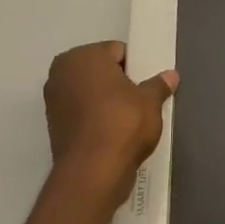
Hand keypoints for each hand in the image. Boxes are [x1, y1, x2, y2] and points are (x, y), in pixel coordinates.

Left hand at [44, 41, 176, 204]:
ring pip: (89, 92)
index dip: (135, 66)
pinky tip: (113, 132)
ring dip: (105, 100)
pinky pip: (82, 112)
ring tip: (128, 119)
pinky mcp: (54, 126)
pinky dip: (95, 118)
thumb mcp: (150, 102)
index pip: (117, 51)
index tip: (147, 85)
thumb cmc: (122, 124)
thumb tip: (171, 76)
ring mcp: (53, 100)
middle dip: (118, 82)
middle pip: (99, 70)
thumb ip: (159, 85)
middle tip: (139, 100)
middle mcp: (61, 73)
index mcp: (82, 57)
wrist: (93, 173)